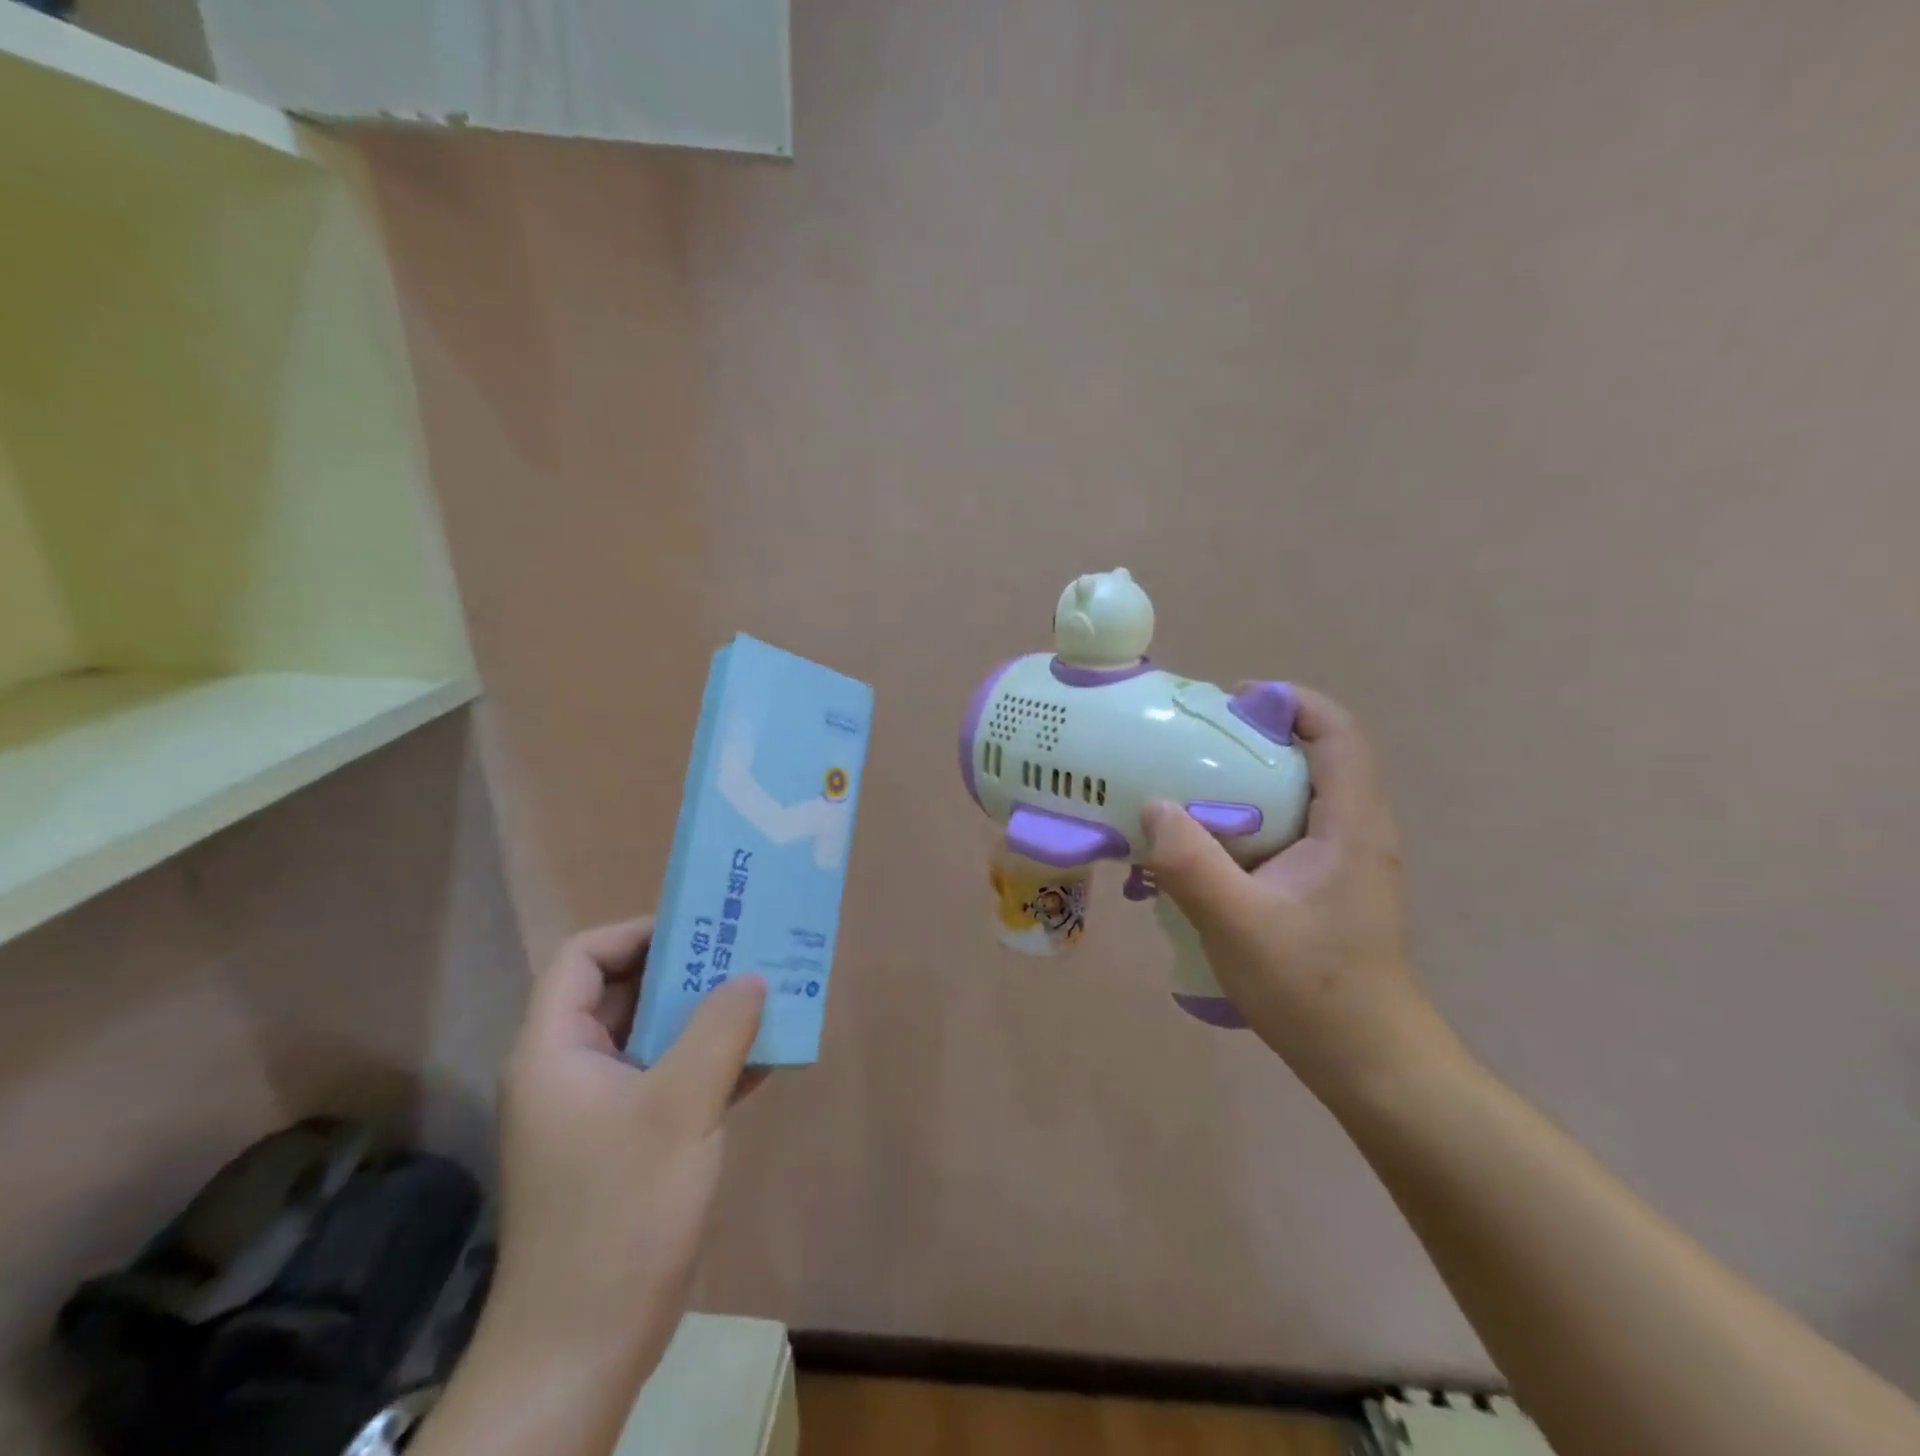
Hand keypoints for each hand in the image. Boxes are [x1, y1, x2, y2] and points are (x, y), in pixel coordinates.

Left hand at [486, 920, 766, 1392]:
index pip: (584, 958)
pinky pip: (672, 1078)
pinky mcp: (630, 1142)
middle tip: (746, 954)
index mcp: (556, 1050)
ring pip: (654, 1036)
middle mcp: (572, 1070)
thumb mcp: (679, 1107)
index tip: (701, 929)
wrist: (585, 1348)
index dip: (638, 932)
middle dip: (686, 970)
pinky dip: (712, 1061)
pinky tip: (766, 1057)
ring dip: (707, 1016)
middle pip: (624, 992)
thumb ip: (719, 1031)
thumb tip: (752, 977)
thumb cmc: (621, 1211)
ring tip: (766, 995)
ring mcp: (600, 1109)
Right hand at [1141, 687, 1459, 1106]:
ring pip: (1297, 799)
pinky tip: (1204, 855)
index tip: (1233, 702)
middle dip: (1255, 742)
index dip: (1292, 703)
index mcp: (1350, 827)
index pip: (1339, 734)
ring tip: (1187, 796)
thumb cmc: (1313, 990)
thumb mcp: (1238, 924)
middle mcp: (1356, 834)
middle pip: (1314, 759)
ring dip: (1245, 787)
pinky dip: (1246, 826)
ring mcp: (1345, 864)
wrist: (1371, 1065)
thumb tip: (1153, 806)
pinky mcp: (1328, 890)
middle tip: (1192, 748)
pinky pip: (1287, 835)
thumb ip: (1190, 863)